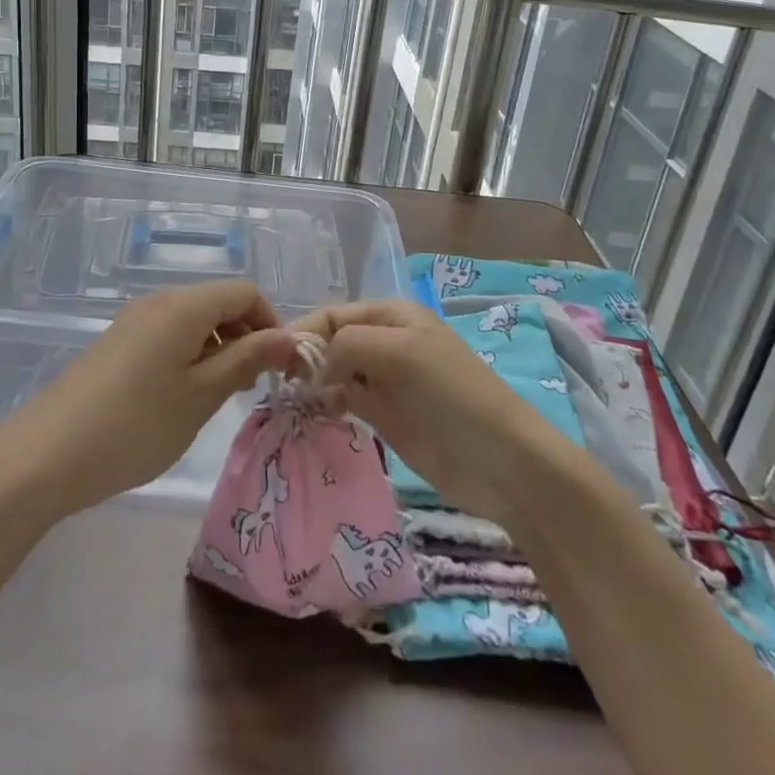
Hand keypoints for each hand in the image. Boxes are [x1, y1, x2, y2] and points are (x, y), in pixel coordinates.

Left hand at [2, 279, 300, 515]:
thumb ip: (247, 360)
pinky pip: (168, 336)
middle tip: (250, 388)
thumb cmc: (134, 425)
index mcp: (183, 305)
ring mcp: (133, 321)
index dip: (270, 322)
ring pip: (194, 321)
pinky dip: (189, 357)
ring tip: (217, 398)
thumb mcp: (201, 395)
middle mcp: (159, 301)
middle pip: (218, 302)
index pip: (244, 291)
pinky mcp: (117, 344)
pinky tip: (180, 399)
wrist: (43, 456)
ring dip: (218, 350)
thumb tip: (287, 337)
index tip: (277, 367)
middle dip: (245, 337)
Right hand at [296, 300, 557, 522]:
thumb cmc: (451, 393)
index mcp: (391, 315)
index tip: (274, 359)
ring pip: (334, 372)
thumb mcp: (400, 352)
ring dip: (313, 383)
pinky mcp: (384, 415)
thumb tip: (316, 367)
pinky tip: (318, 416)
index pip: (334, 314)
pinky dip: (328, 404)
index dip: (304, 331)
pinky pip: (345, 401)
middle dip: (305, 357)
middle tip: (280, 385)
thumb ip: (349, 345)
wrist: (499, 460)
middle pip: (331, 341)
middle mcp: (385, 342)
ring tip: (292, 403)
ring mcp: (384, 380)